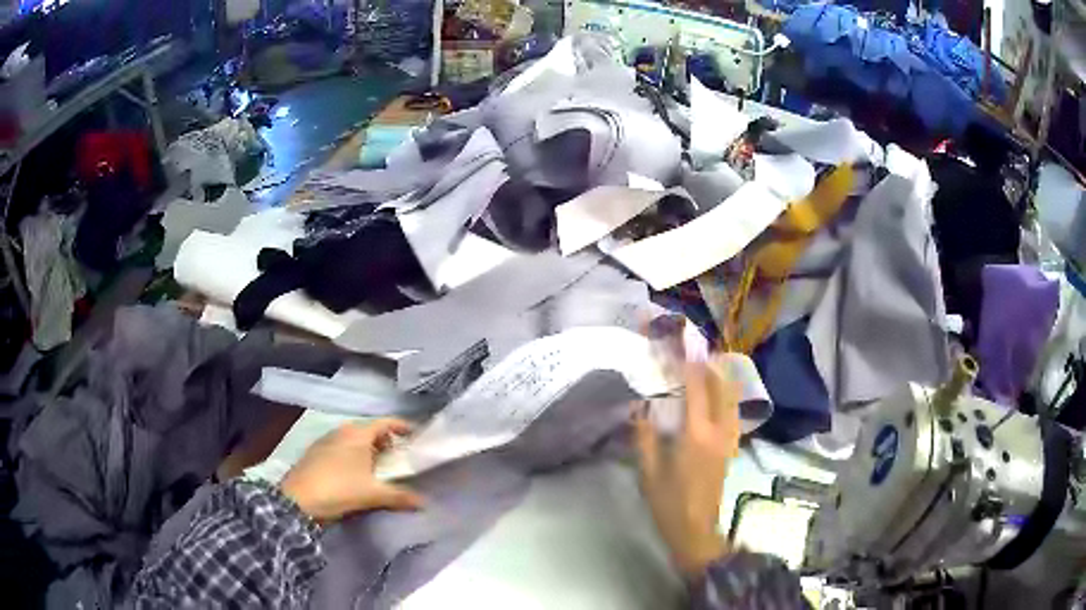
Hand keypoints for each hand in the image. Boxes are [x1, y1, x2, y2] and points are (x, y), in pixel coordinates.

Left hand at [280, 419, 423, 521]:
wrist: (297, 500)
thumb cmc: (338, 489)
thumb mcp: (372, 494)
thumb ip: (399, 496)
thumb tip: (423, 502)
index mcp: (358, 433)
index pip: (385, 422)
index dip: (402, 427)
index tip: (417, 436)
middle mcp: (342, 431)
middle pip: (370, 431)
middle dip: (386, 442)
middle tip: (401, 457)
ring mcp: (326, 441)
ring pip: (354, 440)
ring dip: (369, 450)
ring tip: (381, 468)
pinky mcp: (316, 453)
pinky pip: (342, 448)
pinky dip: (354, 456)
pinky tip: (357, 474)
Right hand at [634, 359, 741, 577]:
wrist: (696, 530)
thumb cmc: (668, 503)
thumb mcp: (649, 471)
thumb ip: (645, 436)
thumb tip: (640, 406)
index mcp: (696, 434)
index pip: (696, 389)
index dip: (689, 363)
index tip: (683, 341)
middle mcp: (718, 430)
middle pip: (721, 387)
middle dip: (709, 363)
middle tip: (694, 347)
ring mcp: (728, 439)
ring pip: (731, 398)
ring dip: (721, 376)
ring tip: (707, 363)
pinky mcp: (730, 447)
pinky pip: (732, 411)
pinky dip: (726, 394)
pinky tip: (717, 394)